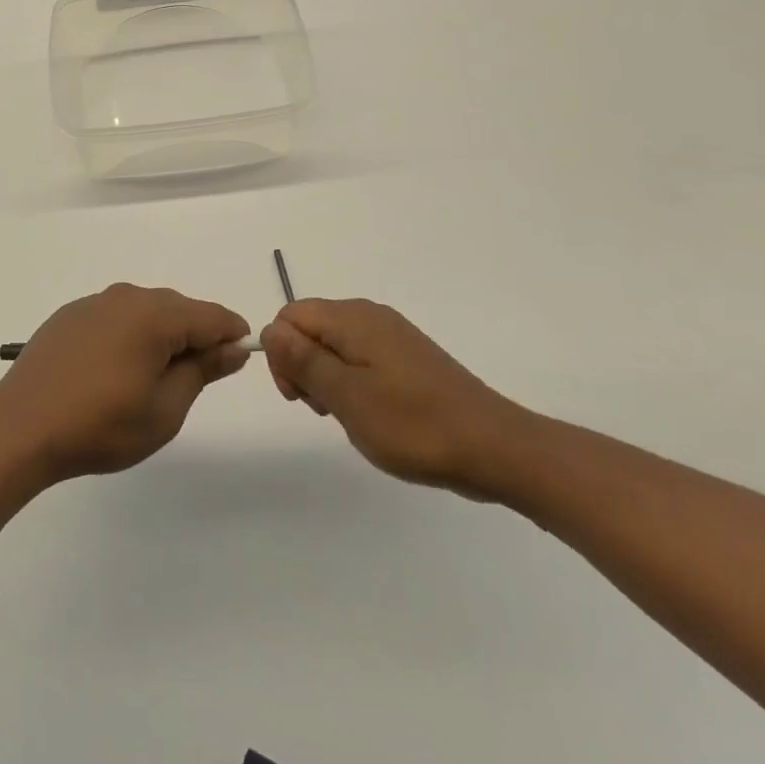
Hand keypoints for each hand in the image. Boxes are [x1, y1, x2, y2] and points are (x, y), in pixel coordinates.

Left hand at [0, 284, 251, 482]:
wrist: (21, 427)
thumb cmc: (100, 425)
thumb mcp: (164, 409)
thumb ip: (202, 371)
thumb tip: (232, 347)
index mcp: (155, 315)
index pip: (211, 316)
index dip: (232, 335)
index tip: (239, 359)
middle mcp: (126, 297)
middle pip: (178, 309)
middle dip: (195, 336)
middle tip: (195, 380)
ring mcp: (94, 303)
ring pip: (145, 311)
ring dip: (161, 336)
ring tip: (154, 379)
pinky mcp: (70, 315)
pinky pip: (115, 316)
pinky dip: (129, 335)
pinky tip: (116, 370)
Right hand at [262, 299, 530, 497]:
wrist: (495, 448)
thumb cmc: (414, 425)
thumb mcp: (347, 396)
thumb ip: (303, 360)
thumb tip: (269, 330)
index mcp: (352, 319)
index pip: (290, 316)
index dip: (282, 354)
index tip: (299, 397)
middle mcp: (370, 316)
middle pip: (311, 328)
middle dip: (304, 367)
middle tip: (326, 412)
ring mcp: (392, 336)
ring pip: (335, 346)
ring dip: (329, 380)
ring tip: (352, 418)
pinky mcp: (408, 357)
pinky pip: (361, 359)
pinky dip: (354, 384)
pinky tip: (373, 416)